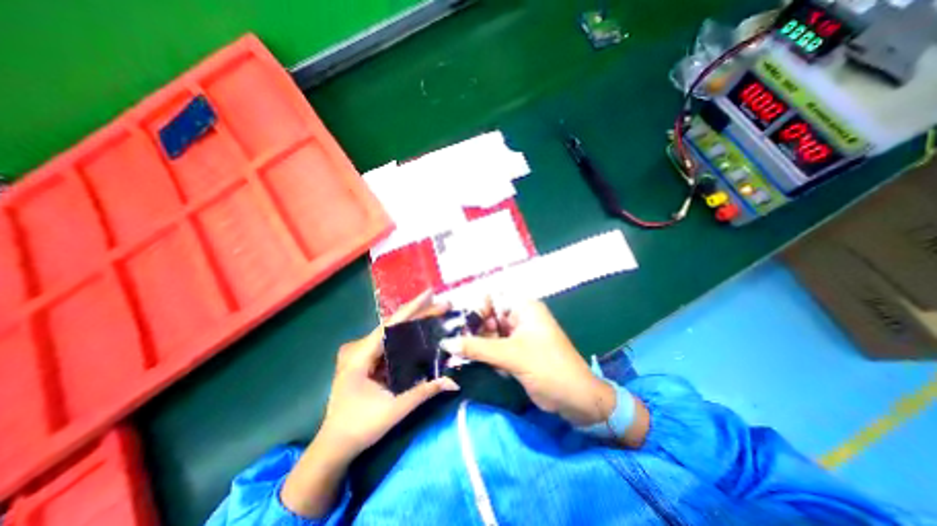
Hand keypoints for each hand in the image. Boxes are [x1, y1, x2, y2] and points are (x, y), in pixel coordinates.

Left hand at [317, 291, 460, 464]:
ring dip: (414, 323)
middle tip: (442, 306)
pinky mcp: (366, 359)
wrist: (333, 446)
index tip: (430, 293)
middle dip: (419, 313)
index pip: (390, 325)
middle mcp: (359, 348)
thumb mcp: (394, 410)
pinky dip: (406, 336)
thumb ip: (424, 392)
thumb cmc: (359, 428)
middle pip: (393, 325)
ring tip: (436, 313)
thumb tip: (453, 381)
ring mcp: (361, 353)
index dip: (412, 308)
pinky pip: (389, 342)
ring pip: (392, 332)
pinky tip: (421, 330)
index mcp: (360, 356)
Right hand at [452, 301, 619, 426]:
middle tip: (455, 344)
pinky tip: (472, 362)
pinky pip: (495, 347)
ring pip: (490, 334)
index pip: (492, 299)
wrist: (576, 400)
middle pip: (489, 317)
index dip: (475, 310)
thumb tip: (446, 342)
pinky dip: (485, 354)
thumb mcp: (511, 355)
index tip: (460, 327)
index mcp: (524, 308)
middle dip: (473, 330)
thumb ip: (477, 348)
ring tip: (459, 355)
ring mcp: (519, 335)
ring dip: (477, 344)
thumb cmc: (548, 368)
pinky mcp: (517, 352)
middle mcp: (520, 317)